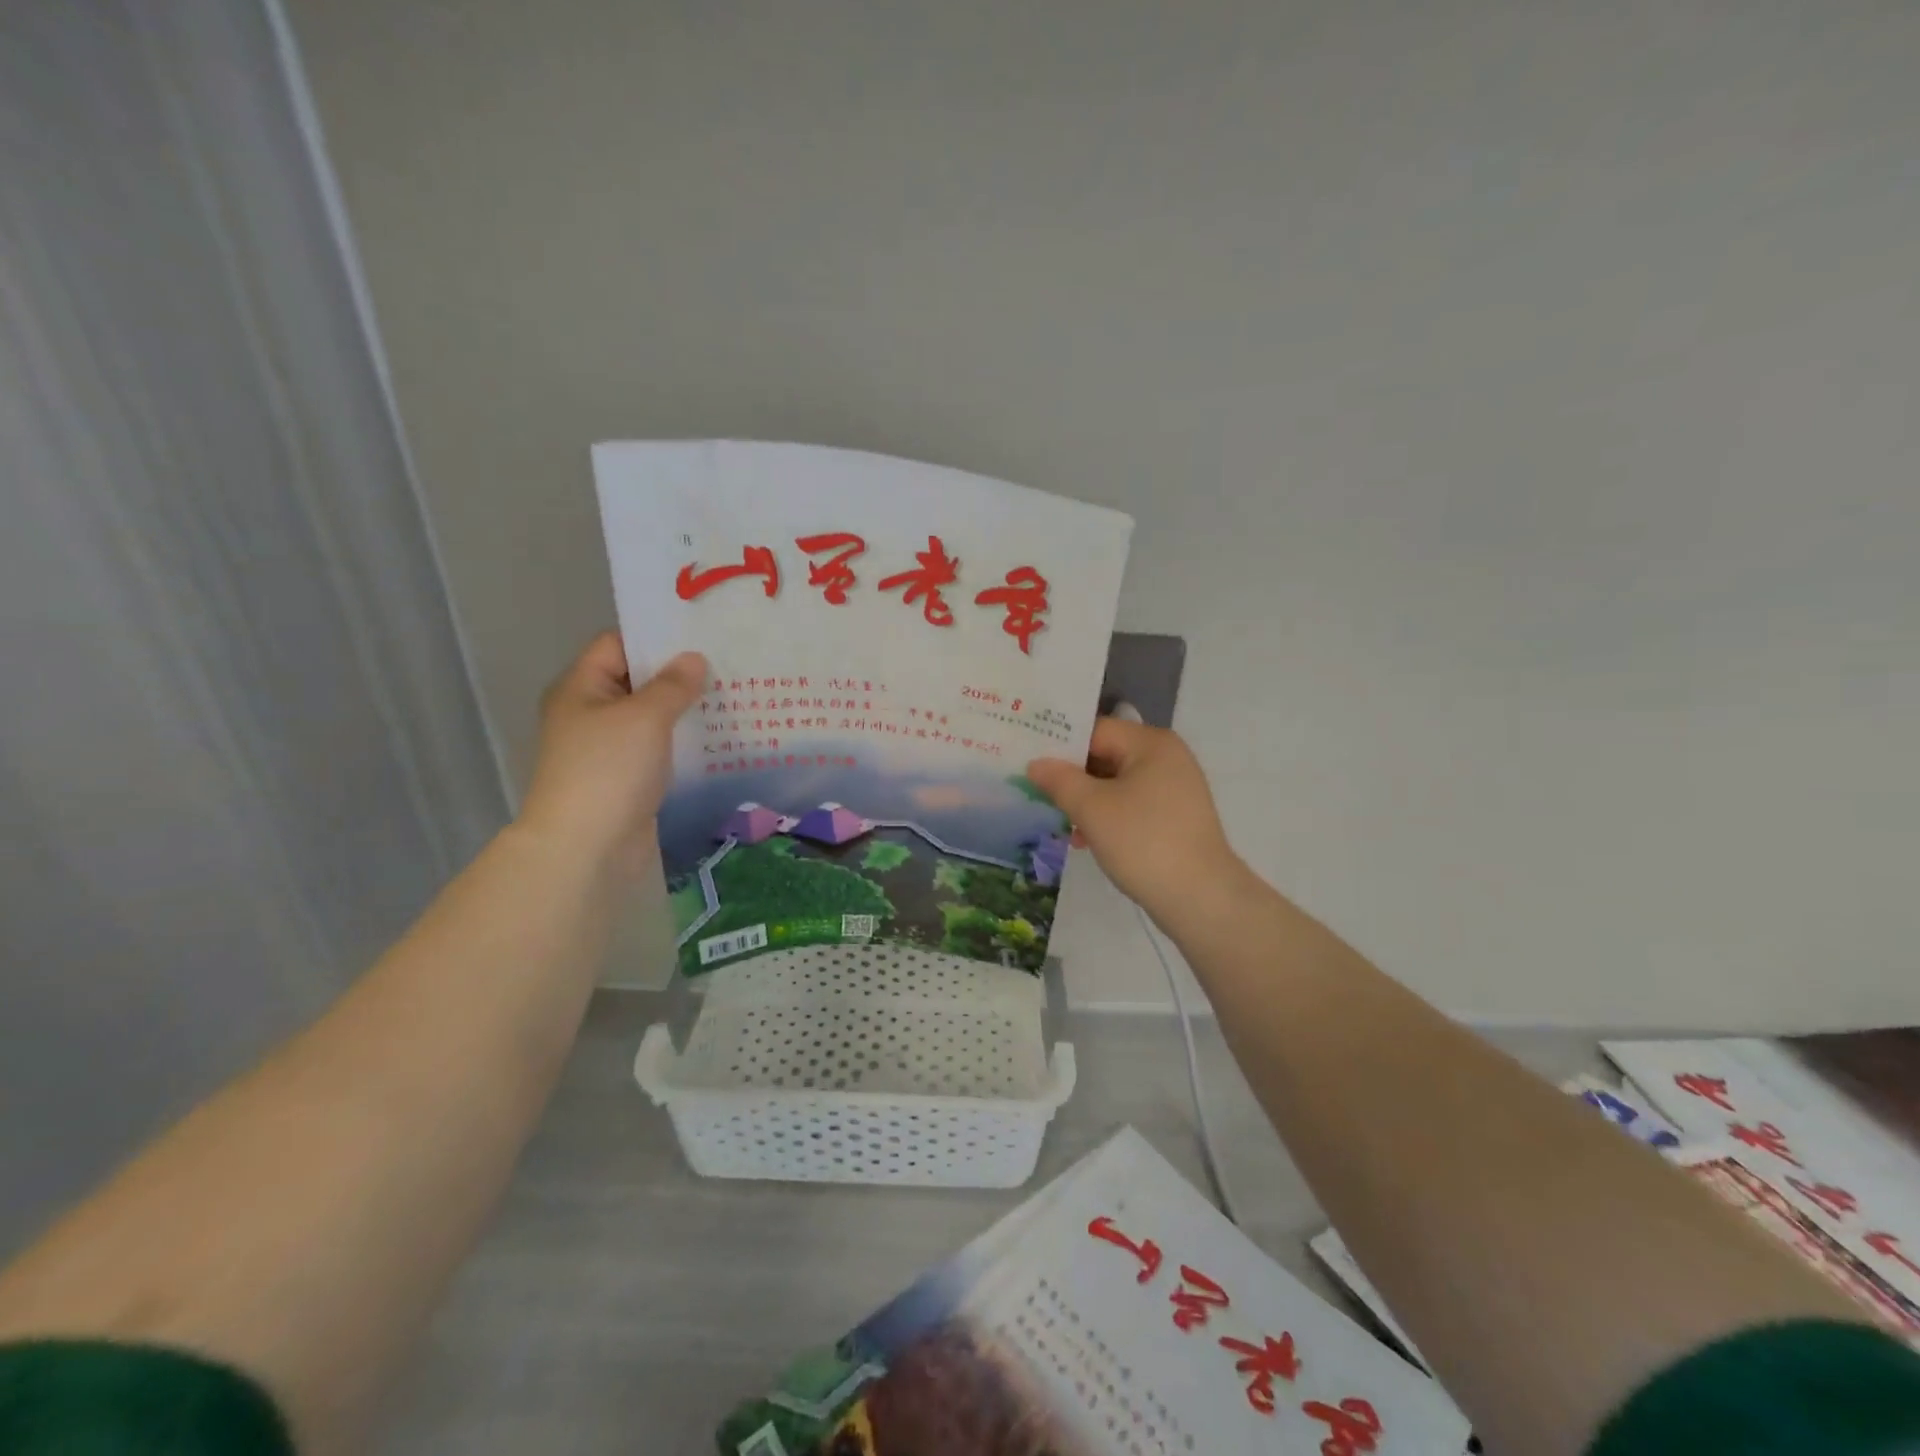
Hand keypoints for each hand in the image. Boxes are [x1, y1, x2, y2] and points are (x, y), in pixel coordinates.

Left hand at [518, 633, 706, 874]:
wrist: (586, 847)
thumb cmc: (609, 770)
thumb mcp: (644, 717)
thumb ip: (672, 685)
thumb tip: (694, 659)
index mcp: (582, 688)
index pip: (618, 644)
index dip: (657, 637)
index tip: (702, 635)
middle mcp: (591, 713)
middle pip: (638, 681)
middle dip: (680, 675)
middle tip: (729, 664)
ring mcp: (608, 748)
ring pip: (652, 718)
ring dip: (686, 710)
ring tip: (733, 697)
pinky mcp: (627, 778)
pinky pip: (658, 749)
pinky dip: (683, 742)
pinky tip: (720, 738)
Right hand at [1028, 719, 1244, 930]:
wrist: (1201, 898)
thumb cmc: (1143, 842)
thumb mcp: (1092, 808)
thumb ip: (1059, 780)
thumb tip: (1036, 764)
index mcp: (1151, 743)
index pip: (1095, 730)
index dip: (1060, 745)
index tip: (1028, 761)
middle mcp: (1167, 757)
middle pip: (1106, 755)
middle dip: (1071, 777)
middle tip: (1036, 793)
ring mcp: (1175, 788)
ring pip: (1116, 783)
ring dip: (1086, 801)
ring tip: (1059, 822)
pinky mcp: (1175, 817)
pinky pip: (1132, 805)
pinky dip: (1108, 816)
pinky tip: (1086, 839)